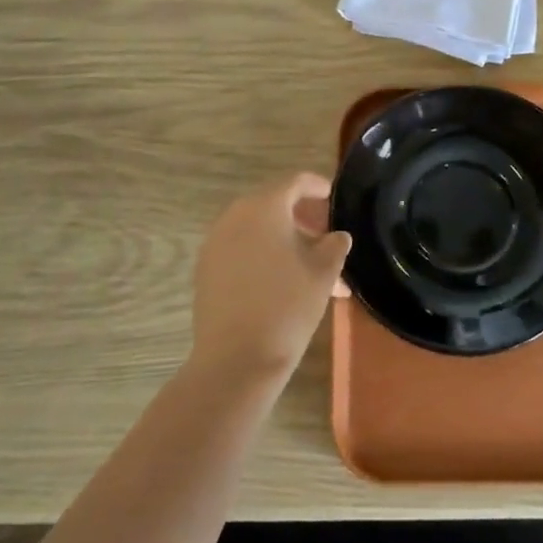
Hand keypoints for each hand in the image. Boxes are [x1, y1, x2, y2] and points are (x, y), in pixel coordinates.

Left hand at [191, 173, 351, 381]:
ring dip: (284, 242)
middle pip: (273, 206)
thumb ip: (334, 245)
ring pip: (257, 231)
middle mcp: (234, 216)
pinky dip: (263, 256)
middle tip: (326, 238)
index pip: (294, 182)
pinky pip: (241, 250)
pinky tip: (283, 282)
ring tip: (311, 270)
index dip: (316, 186)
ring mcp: (215, 243)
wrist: (236, 359)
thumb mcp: (323, 272)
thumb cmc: (287, 306)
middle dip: (302, 219)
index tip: (332, 195)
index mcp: (264, 207)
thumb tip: (336, 236)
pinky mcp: (206, 269)